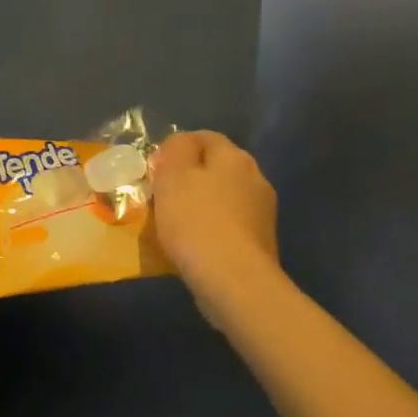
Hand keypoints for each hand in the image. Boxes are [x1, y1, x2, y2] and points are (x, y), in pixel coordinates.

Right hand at [150, 130, 280, 322]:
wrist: (233, 280)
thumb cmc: (195, 220)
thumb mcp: (172, 175)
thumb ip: (175, 149)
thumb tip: (180, 145)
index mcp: (234, 156)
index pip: (203, 137)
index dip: (175, 148)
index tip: (154, 169)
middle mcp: (255, 177)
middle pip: (215, 168)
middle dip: (189, 177)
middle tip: (161, 196)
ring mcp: (262, 211)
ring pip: (223, 197)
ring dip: (201, 204)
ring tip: (174, 224)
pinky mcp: (261, 241)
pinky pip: (229, 224)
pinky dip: (211, 228)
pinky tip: (194, 245)